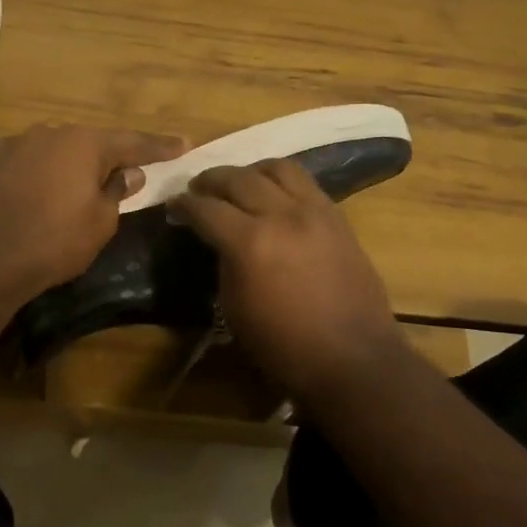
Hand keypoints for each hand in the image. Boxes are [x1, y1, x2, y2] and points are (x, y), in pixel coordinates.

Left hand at [0, 124, 185, 298]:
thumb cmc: (54, 241)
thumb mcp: (100, 223)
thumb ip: (117, 192)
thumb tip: (128, 173)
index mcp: (85, 143)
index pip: (133, 142)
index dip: (159, 146)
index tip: (184, 143)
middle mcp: (53, 132)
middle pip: (91, 143)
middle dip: (109, 157)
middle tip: (126, 172)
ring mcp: (19, 142)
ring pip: (57, 149)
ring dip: (71, 163)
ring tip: (78, 184)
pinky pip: (29, 159)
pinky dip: (41, 170)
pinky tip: (40, 187)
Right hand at [173, 160, 403, 398]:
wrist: (353, 359)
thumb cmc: (285, 346)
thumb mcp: (235, 309)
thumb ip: (224, 263)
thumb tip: (220, 240)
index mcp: (249, 243)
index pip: (206, 208)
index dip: (184, 204)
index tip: (174, 204)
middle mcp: (281, 215)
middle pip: (237, 178)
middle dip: (211, 179)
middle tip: (197, 187)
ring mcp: (313, 210)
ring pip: (275, 168)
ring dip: (249, 171)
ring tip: (238, 182)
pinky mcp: (336, 215)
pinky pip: (304, 181)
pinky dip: (280, 179)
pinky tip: (272, 192)